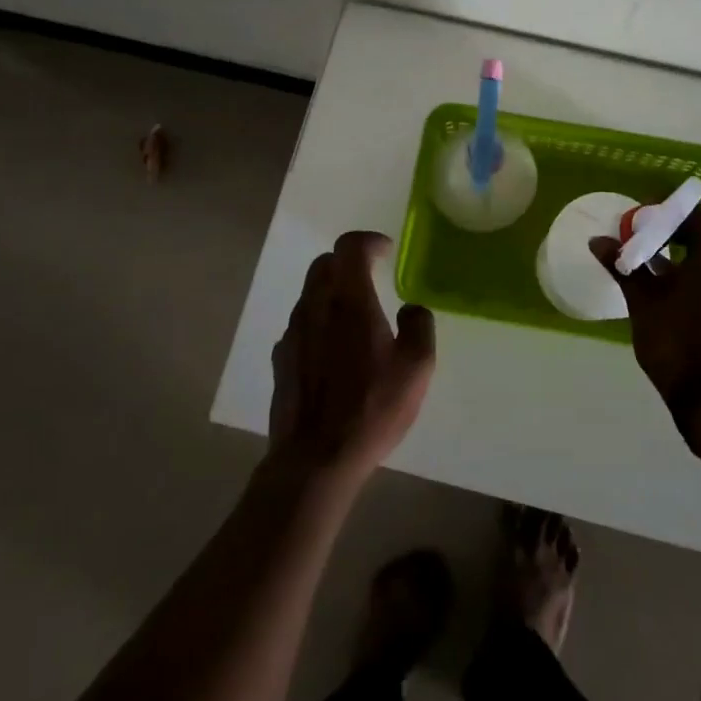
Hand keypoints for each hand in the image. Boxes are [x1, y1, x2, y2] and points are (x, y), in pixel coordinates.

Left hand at [268, 231, 435, 483]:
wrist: (315, 459)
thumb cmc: (371, 408)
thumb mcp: (417, 367)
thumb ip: (419, 326)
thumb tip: (410, 308)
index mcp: (349, 300)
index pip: (349, 246)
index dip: (369, 241)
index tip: (386, 251)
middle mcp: (315, 307)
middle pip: (324, 264)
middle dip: (348, 262)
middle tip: (371, 277)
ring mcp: (292, 334)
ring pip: (310, 294)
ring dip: (332, 292)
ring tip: (356, 317)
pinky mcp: (281, 360)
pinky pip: (301, 325)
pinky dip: (319, 321)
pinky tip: (334, 351)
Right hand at [590, 208, 700, 430]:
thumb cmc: (673, 341)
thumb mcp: (642, 300)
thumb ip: (623, 265)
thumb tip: (598, 242)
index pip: (693, 216)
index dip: (664, 211)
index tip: (639, 218)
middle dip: (672, 237)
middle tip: (642, 245)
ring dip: (686, 261)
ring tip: (655, 273)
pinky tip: (678, 297)